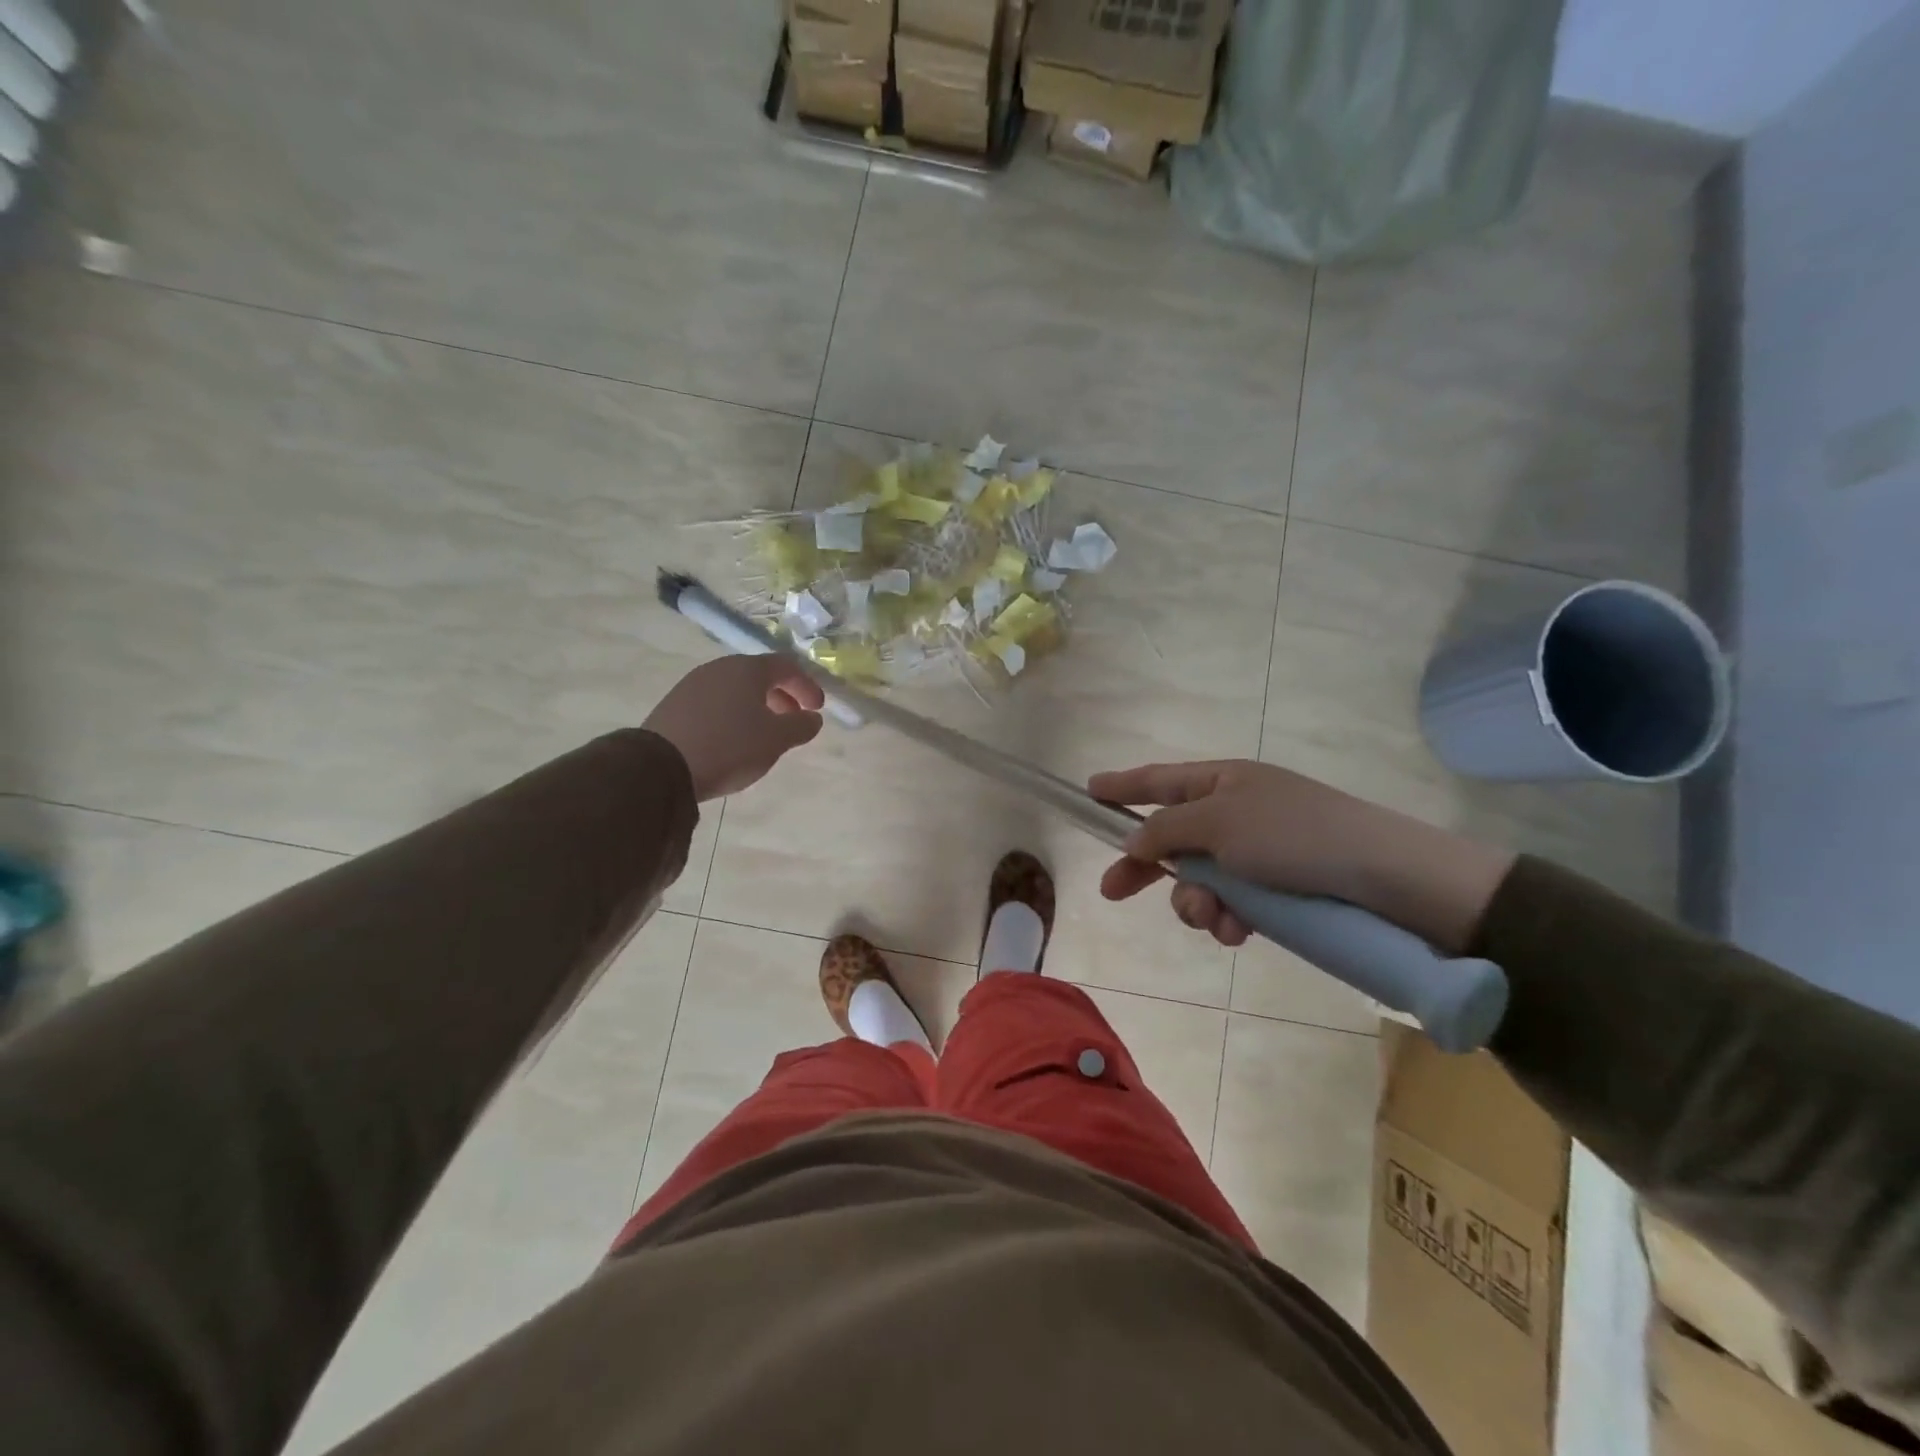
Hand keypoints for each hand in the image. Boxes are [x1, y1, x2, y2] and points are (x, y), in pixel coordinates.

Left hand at [643, 656, 826, 800]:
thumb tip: (812, 718)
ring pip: (736, 689)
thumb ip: (801, 726)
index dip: (807, 685)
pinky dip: (733, 714)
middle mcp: (720, 668)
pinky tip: (733, 739)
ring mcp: (693, 684)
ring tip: (763, 734)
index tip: (817, 709)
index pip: (787, 666)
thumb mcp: (776, 740)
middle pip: (760, 675)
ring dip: (757, 706)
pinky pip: (715, 702)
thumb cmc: (729, 746)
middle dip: (782, 696)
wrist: (661, 767)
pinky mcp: (675, 704)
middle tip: (793, 721)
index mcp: (748, 669)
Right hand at [1086, 759, 1513, 953]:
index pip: (1158, 779)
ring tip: (1215, 919)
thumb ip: (1166, 828)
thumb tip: (1134, 840)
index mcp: (1222, 781)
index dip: (1122, 786)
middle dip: (1147, 866)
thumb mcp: (1219, 823)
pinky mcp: (1278, 890)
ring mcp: (1257, 852)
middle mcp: (1236, 812)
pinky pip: (1232, 903)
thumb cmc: (1294, 836)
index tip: (1089, 790)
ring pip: (1199, 879)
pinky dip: (1229, 918)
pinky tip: (1240, 931)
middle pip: (1172, 836)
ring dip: (1196, 902)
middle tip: (1112, 892)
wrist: (1386, 878)